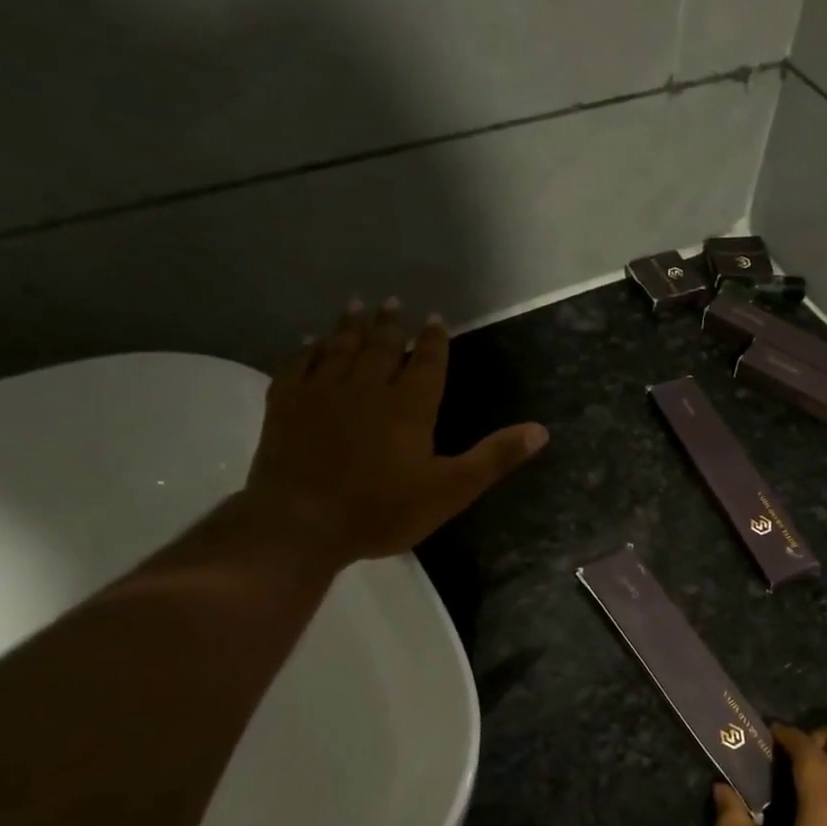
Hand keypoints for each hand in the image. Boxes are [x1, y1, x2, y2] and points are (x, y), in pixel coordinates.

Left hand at [245, 299, 547, 564]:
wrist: (301, 523)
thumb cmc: (382, 510)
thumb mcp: (451, 490)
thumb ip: (494, 457)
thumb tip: (541, 430)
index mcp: (409, 406)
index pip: (427, 363)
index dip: (434, 341)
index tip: (436, 319)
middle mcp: (366, 388)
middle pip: (381, 347)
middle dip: (390, 324)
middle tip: (393, 302)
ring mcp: (322, 393)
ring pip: (339, 348)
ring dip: (350, 326)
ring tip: (356, 306)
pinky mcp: (286, 405)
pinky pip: (298, 365)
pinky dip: (306, 349)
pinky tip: (309, 341)